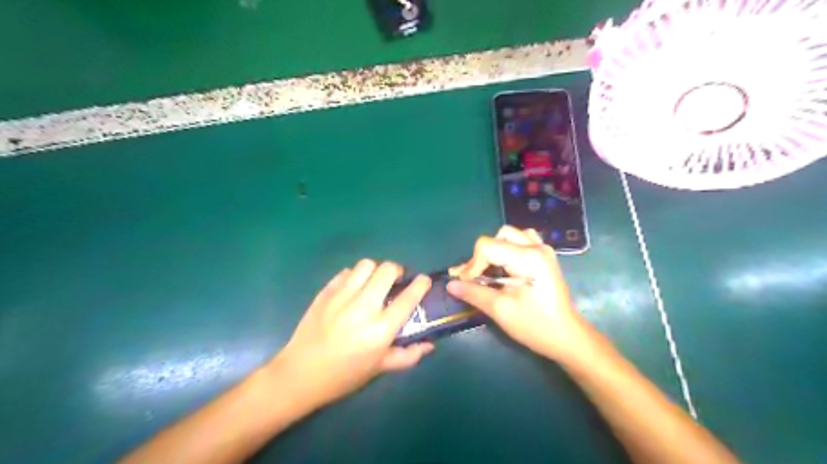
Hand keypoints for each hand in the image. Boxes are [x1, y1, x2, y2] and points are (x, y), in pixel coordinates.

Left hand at [270, 260, 432, 406]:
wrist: (300, 374)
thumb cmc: (344, 376)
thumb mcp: (379, 369)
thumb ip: (408, 356)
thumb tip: (429, 344)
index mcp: (381, 329)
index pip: (409, 297)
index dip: (421, 284)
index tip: (424, 280)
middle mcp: (364, 307)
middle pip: (388, 270)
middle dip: (397, 271)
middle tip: (396, 281)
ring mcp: (342, 297)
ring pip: (366, 265)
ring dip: (376, 270)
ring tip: (374, 282)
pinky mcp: (325, 292)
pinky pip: (346, 272)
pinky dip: (355, 276)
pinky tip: (354, 289)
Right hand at [446, 227, 587, 360]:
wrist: (567, 337)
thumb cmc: (535, 325)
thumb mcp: (500, 310)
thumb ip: (473, 292)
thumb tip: (450, 284)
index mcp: (527, 257)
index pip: (487, 247)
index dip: (472, 265)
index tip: (467, 285)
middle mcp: (536, 247)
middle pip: (498, 236)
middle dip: (482, 256)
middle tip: (476, 278)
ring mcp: (543, 250)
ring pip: (511, 235)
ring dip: (496, 249)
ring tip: (492, 270)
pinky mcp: (545, 257)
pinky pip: (523, 241)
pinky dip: (509, 249)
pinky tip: (507, 267)